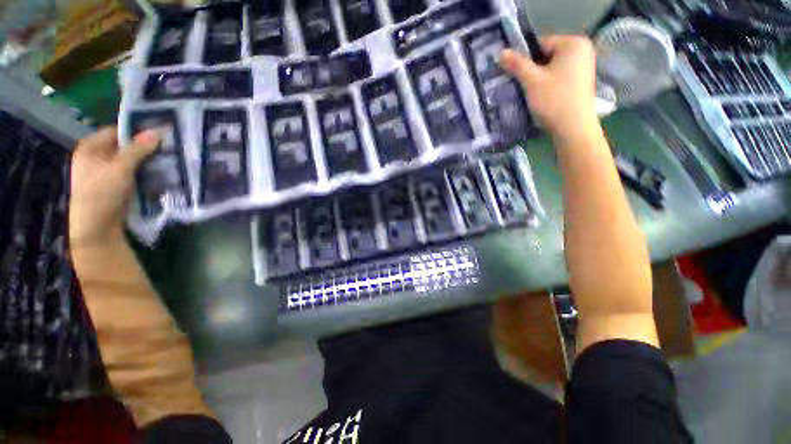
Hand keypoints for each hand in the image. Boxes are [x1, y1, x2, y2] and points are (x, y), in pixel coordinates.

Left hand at [69, 127, 159, 248]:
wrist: (97, 226)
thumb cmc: (101, 192)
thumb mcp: (120, 168)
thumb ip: (138, 149)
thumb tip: (157, 132)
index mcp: (92, 147)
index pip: (117, 131)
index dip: (137, 130)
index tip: (160, 131)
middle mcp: (98, 156)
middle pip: (126, 146)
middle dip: (146, 146)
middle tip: (169, 145)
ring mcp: (108, 171)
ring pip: (132, 160)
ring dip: (148, 159)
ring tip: (169, 157)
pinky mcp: (118, 184)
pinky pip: (134, 172)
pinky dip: (146, 171)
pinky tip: (161, 171)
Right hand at [500, 36, 596, 135]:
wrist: (573, 129)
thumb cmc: (554, 100)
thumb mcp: (532, 81)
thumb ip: (516, 65)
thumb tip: (501, 53)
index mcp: (573, 43)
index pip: (540, 44)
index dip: (524, 59)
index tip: (514, 75)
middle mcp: (582, 51)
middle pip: (546, 56)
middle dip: (531, 70)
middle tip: (519, 85)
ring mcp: (583, 68)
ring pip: (551, 69)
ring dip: (537, 80)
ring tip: (527, 94)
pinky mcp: (580, 83)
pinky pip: (558, 78)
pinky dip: (547, 86)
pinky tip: (540, 98)